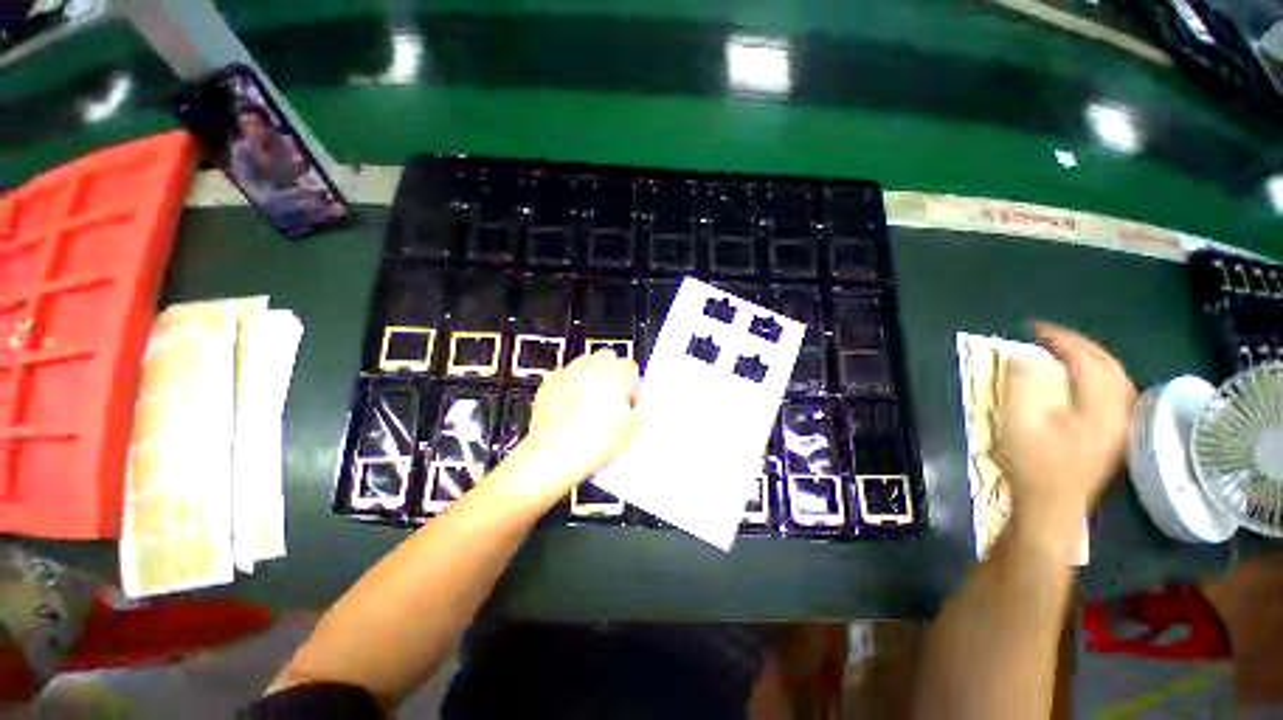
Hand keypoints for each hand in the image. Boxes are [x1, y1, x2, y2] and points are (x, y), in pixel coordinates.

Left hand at [515, 350, 639, 496]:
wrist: (554, 455)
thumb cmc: (593, 442)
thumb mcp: (630, 429)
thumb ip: (640, 408)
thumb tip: (642, 401)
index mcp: (614, 374)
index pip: (629, 365)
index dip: (632, 381)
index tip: (630, 396)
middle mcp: (590, 367)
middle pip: (606, 357)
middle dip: (610, 371)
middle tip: (611, 395)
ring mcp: (567, 373)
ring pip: (583, 363)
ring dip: (589, 375)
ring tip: (590, 401)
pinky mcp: (548, 383)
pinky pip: (562, 375)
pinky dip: (567, 384)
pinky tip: (570, 405)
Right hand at [998, 323, 1136, 534]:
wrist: (1051, 506)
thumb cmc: (1033, 463)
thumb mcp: (1022, 423)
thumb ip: (1028, 386)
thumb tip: (1029, 358)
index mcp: (1101, 407)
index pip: (1087, 360)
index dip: (1061, 340)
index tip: (1034, 328)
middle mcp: (1120, 411)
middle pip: (1108, 366)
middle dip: (1078, 345)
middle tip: (1047, 336)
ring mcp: (1121, 425)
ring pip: (1115, 379)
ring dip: (1090, 359)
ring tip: (1062, 352)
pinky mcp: (1115, 435)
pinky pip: (1114, 393)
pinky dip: (1097, 377)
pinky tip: (1082, 379)